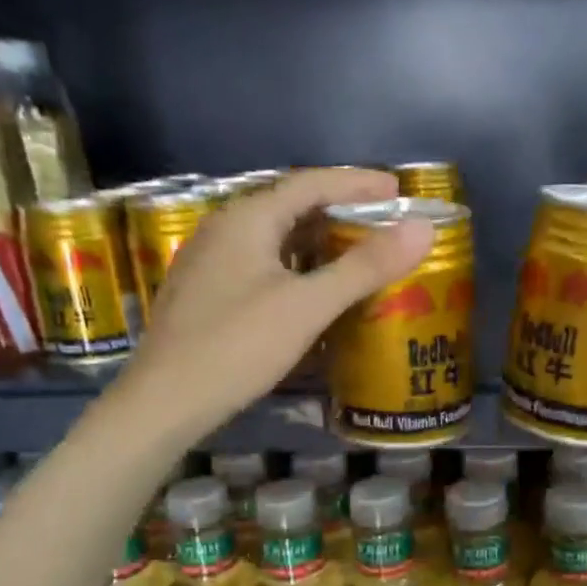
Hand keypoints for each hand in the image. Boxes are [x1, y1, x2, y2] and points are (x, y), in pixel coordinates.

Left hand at [121, 168, 433, 432]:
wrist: (165, 401)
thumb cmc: (237, 346)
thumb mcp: (307, 306)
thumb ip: (364, 267)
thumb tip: (421, 229)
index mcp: (247, 218)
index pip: (310, 183)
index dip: (357, 183)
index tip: (398, 191)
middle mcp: (224, 228)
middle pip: (291, 207)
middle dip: (340, 212)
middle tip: (383, 225)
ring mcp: (210, 261)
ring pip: (275, 239)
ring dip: (317, 242)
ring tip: (357, 255)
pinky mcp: (206, 293)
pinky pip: (261, 265)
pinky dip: (295, 268)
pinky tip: (312, 291)